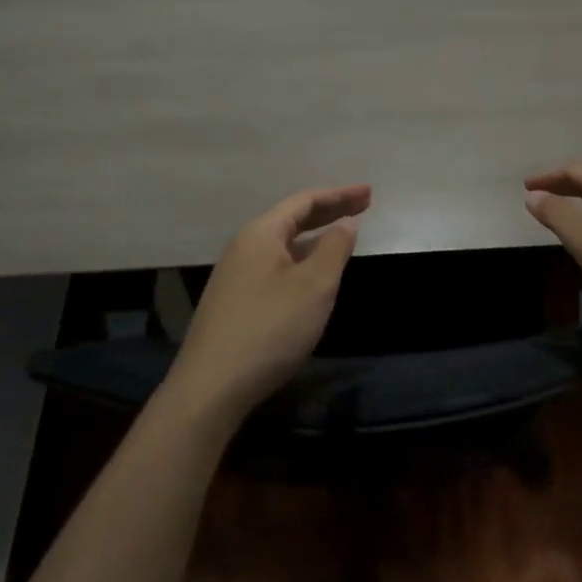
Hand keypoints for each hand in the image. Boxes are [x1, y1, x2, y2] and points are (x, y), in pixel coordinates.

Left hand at [166, 184, 369, 419]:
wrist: (211, 388)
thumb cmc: (270, 328)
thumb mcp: (314, 285)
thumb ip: (335, 248)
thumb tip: (346, 223)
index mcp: (261, 233)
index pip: (304, 201)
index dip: (339, 195)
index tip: (370, 193)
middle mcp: (244, 247)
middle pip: (292, 219)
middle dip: (329, 211)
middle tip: (363, 206)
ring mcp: (235, 276)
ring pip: (283, 245)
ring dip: (315, 237)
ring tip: (342, 237)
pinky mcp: (234, 303)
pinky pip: (275, 266)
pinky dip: (301, 259)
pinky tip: (312, 276)